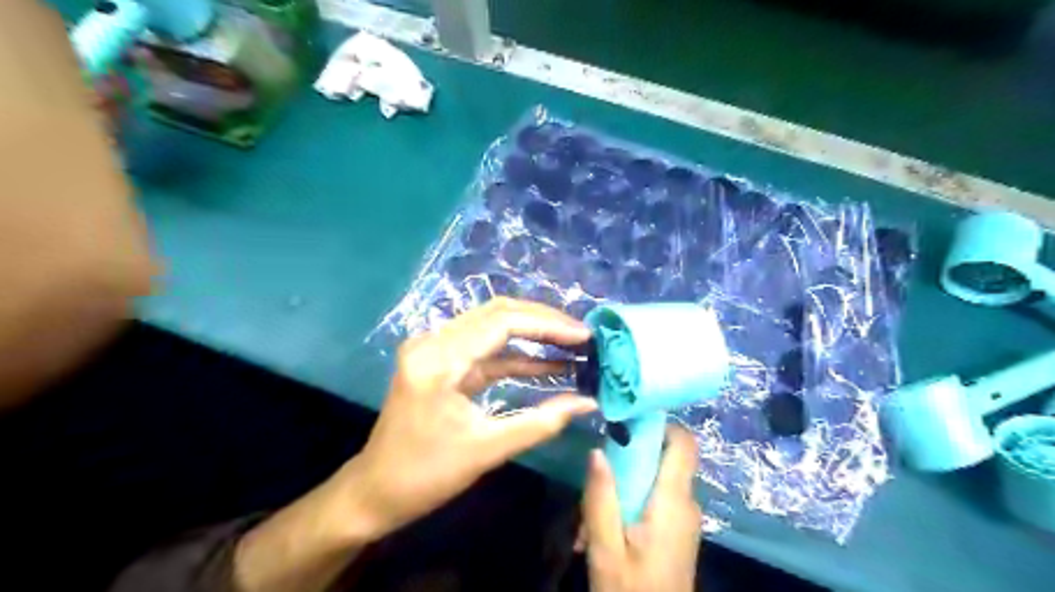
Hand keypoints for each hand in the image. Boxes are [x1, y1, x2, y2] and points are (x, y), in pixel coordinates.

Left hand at [338, 301, 600, 541]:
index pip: (502, 322)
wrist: (375, 493)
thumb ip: (541, 422)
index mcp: (439, 359)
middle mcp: (434, 342)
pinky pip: (486, 349)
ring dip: (533, 334)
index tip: (584, 335)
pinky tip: (550, 364)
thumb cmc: (425, 476)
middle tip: (583, 335)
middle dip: (544, 321)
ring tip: (573, 344)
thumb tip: (588, 402)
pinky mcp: (443, 363)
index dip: (548, 324)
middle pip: (498, 313)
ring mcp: (436, 349)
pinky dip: (518, 355)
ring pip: (493, 326)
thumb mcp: (487, 450)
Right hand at [586, 425, 697, 591]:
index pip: (684, 443)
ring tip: (590, 513)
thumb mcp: (606, 548)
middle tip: (597, 469)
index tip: (628, 418)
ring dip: (623, 484)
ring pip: (655, 479)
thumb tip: (597, 450)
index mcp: (672, 501)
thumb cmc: (632, 591)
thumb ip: (601, 498)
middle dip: (629, 457)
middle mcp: (685, 503)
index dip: (661, 423)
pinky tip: (604, 528)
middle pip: (663, 457)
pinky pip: (655, 499)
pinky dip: (630, 501)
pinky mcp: (677, 530)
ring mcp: (683, 518)